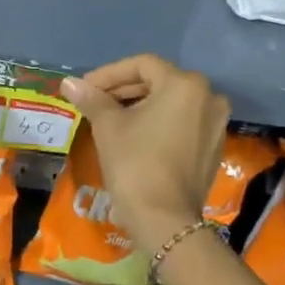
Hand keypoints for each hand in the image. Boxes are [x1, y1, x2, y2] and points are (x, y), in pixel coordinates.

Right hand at [60, 55, 228, 249]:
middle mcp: (209, 98)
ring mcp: (216, 125)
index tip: (84, 88)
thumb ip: (92, 99)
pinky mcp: (213, 149)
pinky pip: (182, 124)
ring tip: (110, 119)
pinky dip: (159, 124)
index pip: (142, 65)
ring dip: (140, 107)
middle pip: (160, 82)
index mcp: (185, 85)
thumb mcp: (108, 127)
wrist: (164, 219)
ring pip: (172, 104)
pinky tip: (135, 137)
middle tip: (94, 102)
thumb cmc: (135, 163)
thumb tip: (69, 82)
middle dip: (124, 90)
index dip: (108, 74)